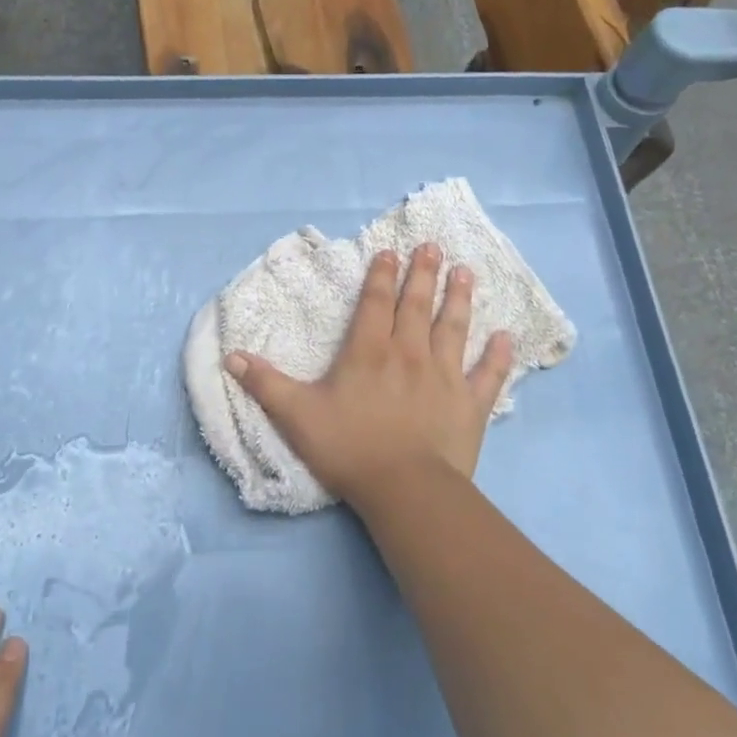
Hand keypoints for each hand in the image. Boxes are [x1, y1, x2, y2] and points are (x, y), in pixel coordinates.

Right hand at [225, 243, 513, 510]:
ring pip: (454, 328)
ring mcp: (444, 376)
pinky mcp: (471, 404)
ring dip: (460, 298)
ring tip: (466, 271)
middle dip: (424, 273)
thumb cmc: (349, 448)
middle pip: (417, 305)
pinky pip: (488, 374)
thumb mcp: (297, 415)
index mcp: (369, 352)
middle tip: (433, 246)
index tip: (390, 251)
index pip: (376, 303)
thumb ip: (266, 383)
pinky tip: (507, 336)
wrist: (405, 490)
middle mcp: (409, 353)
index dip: (382, 275)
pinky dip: (498, 355)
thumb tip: (230, 356)